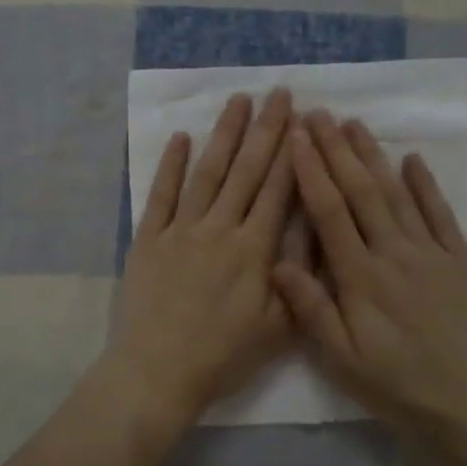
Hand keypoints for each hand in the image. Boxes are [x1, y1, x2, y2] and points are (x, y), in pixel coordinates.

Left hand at [103, 89, 300, 425]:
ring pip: (207, 173)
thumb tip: (317, 230)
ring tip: (237, 100)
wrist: (157, 373)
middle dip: (266, 129)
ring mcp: (180, 230)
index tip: (304, 118)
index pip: (278, 190)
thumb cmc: (223, 356)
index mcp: (254, 250)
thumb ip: (300, 276)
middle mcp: (219, 229)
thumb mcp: (279, 327)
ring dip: (223, 134)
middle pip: (246, 170)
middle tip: (278, 93)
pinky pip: (161, 194)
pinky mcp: (149, 239)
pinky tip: (181, 137)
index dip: (293, 152)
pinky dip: (170, 165)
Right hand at [275, 111, 466, 453]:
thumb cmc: (402, 387)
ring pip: (397, 193)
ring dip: (373, 156)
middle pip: (361, 191)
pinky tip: (413, 159)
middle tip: (317, 113)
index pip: (329, 212)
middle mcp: (395, 253)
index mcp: (361, 277)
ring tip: (354, 124)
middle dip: (336, 149)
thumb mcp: (345, 361)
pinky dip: (426, 184)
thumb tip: (278, 262)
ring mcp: (432, 253)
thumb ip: (313, 309)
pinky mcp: (462, 261)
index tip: (294, 137)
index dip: (310, 171)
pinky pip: (441, 213)